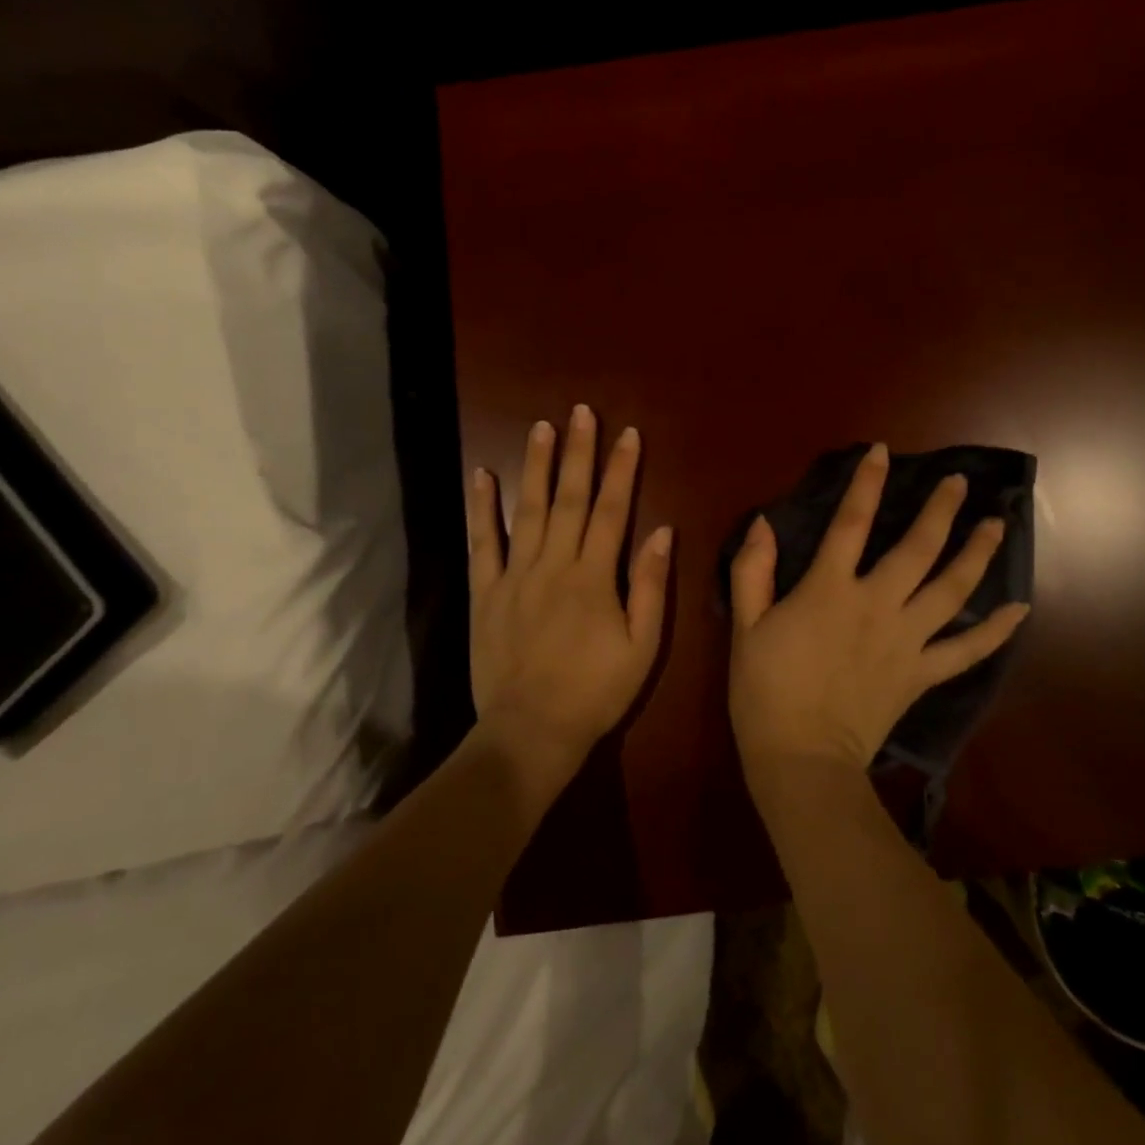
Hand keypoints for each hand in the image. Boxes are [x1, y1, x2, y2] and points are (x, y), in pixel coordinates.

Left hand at [467, 405, 672, 770]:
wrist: (531, 731)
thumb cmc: (595, 692)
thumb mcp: (642, 646)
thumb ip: (649, 586)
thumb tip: (662, 531)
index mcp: (594, 576)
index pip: (613, 510)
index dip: (623, 469)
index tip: (628, 434)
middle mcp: (554, 564)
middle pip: (570, 499)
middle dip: (578, 453)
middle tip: (581, 412)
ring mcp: (515, 575)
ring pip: (527, 510)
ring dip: (535, 466)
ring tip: (540, 427)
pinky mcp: (486, 593)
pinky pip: (483, 543)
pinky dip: (482, 508)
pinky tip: (481, 476)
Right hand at [729, 443, 1028, 772]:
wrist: (801, 758)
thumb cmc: (766, 689)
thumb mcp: (746, 626)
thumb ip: (753, 571)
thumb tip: (763, 523)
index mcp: (830, 589)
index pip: (851, 523)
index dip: (867, 484)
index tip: (883, 452)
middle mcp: (877, 604)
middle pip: (918, 548)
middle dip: (941, 510)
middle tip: (960, 483)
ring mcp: (906, 640)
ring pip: (952, 590)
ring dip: (977, 554)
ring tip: (996, 525)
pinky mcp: (922, 674)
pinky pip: (967, 651)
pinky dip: (996, 632)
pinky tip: (1020, 610)